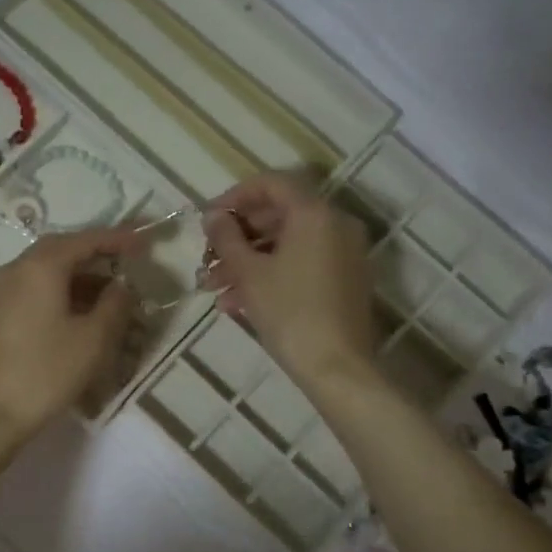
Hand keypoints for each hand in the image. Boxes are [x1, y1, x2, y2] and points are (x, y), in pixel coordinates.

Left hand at [0, 227, 144, 447]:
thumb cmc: (45, 373)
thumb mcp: (93, 340)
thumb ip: (114, 305)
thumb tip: (121, 285)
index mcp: (39, 267)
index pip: (84, 240)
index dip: (117, 239)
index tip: (143, 243)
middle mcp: (14, 270)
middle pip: (60, 250)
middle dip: (94, 253)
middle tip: (125, 262)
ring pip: (44, 271)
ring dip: (77, 276)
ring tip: (108, 294)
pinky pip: (31, 289)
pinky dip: (58, 292)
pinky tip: (76, 313)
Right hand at [203, 172, 377, 391]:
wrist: (336, 367)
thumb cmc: (290, 312)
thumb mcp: (249, 273)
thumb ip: (227, 238)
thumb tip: (213, 216)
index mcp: (314, 213)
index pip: (270, 184)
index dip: (234, 197)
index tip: (207, 220)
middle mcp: (335, 224)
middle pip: (278, 216)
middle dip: (237, 237)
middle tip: (207, 258)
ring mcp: (343, 253)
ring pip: (286, 245)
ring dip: (247, 261)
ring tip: (213, 288)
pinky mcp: (344, 280)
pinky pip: (301, 264)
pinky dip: (270, 275)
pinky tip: (236, 303)